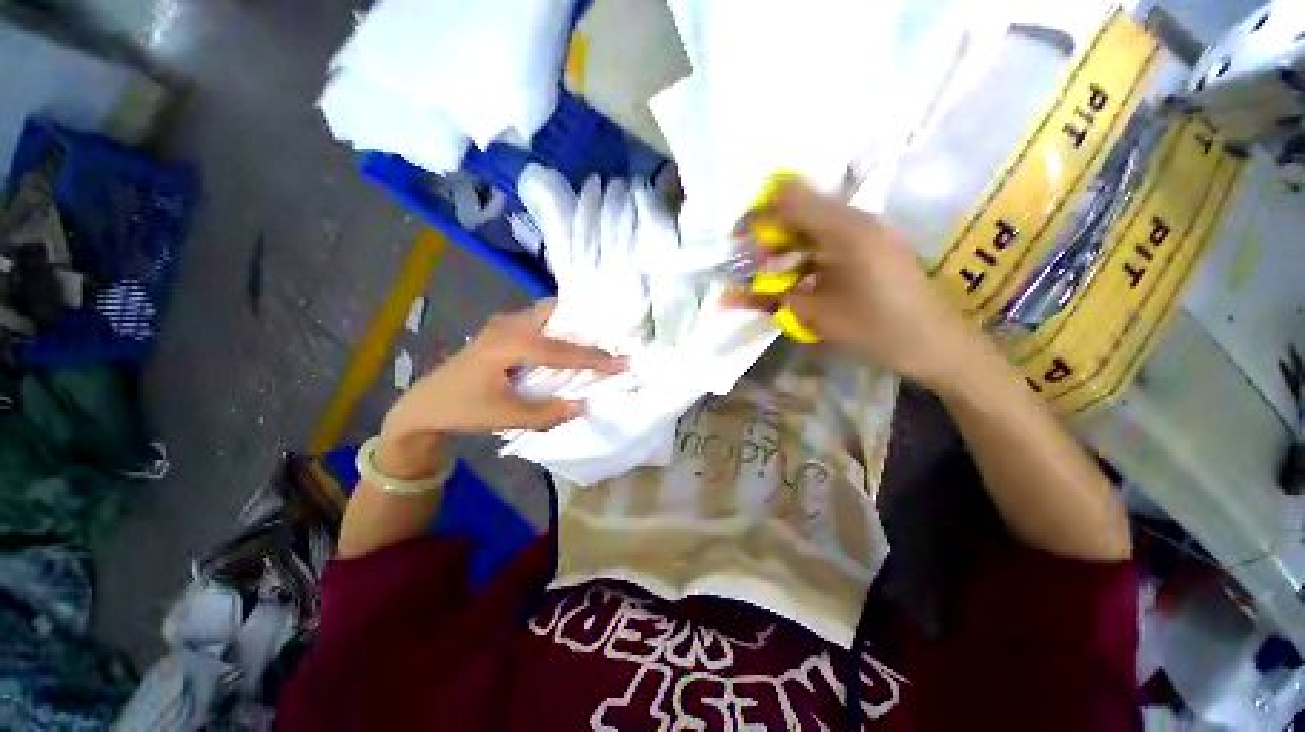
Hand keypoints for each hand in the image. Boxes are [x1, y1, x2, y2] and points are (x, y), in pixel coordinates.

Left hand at [377, 301, 624, 476]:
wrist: (424, 404)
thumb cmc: (462, 409)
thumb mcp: (505, 417)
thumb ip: (546, 413)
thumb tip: (582, 406)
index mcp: (508, 345)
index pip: (561, 350)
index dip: (595, 358)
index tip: (623, 362)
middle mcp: (508, 326)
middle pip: (553, 310)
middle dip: (584, 321)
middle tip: (609, 337)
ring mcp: (502, 324)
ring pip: (545, 312)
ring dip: (571, 322)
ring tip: (594, 339)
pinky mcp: (501, 330)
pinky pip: (537, 320)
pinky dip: (557, 327)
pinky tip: (566, 342)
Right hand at [737, 179, 987, 389]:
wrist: (936, 343)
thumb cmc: (875, 328)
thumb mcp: (814, 315)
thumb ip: (769, 298)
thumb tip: (730, 294)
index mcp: (842, 229)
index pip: (787, 199)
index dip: (756, 216)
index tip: (736, 242)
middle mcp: (853, 220)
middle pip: (798, 210)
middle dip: (767, 235)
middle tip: (750, 265)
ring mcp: (865, 232)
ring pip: (811, 226)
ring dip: (784, 247)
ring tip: (768, 276)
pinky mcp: (870, 246)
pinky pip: (827, 241)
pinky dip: (804, 256)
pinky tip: (795, 279)